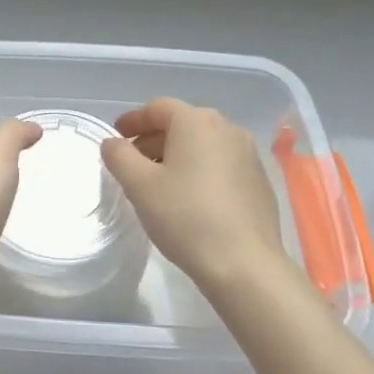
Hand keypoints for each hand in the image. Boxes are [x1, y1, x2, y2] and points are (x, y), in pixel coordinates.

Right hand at [101, 98, 291, 298]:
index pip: (158, 108)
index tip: (116, 136)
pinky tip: (189, 198)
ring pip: (203, 145)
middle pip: (182, 124)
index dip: (133, 120)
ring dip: (177, 155)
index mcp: (197, 122)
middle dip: (154, 139)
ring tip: (158, 182)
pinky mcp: (260, 182)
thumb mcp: (139, 185)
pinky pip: (221, 164)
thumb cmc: (185, 217)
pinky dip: (200, 170)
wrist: (244, 265)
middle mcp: (228, 129)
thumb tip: (113, 143)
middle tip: (132, 162)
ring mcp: (249, 155)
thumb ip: (119, 156)